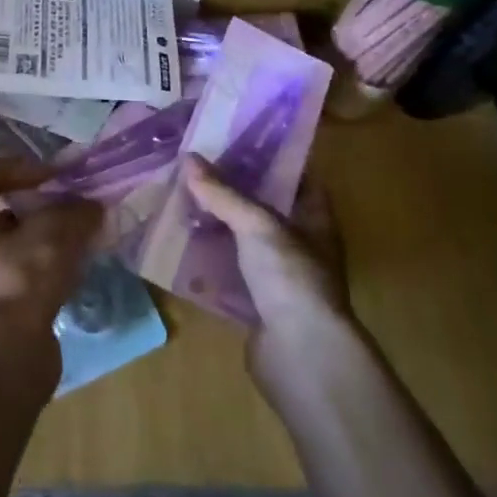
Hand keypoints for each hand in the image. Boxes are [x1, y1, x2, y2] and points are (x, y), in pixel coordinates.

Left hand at [0, 159, 102, 360]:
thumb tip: (93, 207)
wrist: (7, 363)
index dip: (24, 166)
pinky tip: (85, 263)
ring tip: (90, 231)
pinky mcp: (14, 304)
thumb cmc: (21, 283)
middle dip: (50, 202)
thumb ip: (78, 212)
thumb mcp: (55, 234)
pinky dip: (61, 263)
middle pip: (14, 208)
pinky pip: (38, 270)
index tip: (56, 175)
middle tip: (82, 202)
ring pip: (30, 240)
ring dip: (59, 233)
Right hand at [184, 159, 352, 374]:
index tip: (233, 140)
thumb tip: (188, 157)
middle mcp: (301, 244)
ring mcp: (281, 277)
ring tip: (181, 201)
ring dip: (218, 226)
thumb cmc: (291, 277)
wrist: (302, 356)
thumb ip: (223, 193)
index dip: (267, 158)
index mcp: (314, 218)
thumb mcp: (257, 224)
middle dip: (232, 191)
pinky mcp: (259, 305)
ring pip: (244, 241)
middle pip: (264, 208)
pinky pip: (230, 273)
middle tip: (196, 169)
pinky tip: (181, 248)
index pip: (294, 176)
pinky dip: (210, 262)